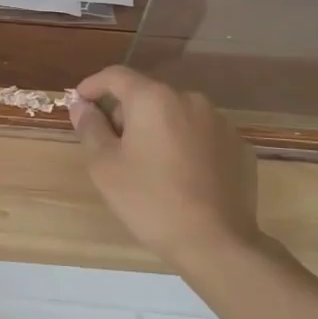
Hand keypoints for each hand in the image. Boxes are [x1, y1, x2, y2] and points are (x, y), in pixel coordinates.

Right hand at [68, 66, 261, 271]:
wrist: (216, 242)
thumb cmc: (150, 200)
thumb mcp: (105, 165)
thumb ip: (90, 127)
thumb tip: (81, 106)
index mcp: (153, 99)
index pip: (115, 76)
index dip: (92, 86)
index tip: (79, 104)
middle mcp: (189, 100)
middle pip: (146, 94)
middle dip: (124, 112)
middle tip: (110, 144)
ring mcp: (219, 122)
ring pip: (175, 114)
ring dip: (155, 127)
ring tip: (146, 162)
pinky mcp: (238, 146)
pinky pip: (199, 134)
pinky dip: (183, 143)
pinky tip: (178, 174)